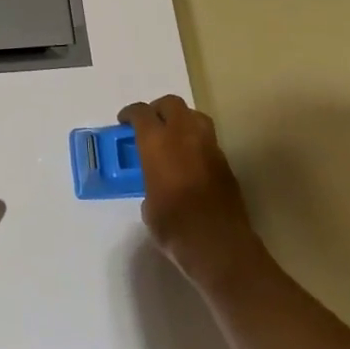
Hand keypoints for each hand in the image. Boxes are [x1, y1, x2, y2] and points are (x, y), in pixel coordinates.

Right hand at [121, 95, 263, 290]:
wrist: (218, 244)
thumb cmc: (174, 226)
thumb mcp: (148, 206)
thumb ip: (150, 183)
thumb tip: (157, 185)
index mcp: (156, 141)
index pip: (141, 112)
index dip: (130, 114)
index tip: (124, 122)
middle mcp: (183, 135)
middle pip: (171, 104)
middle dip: (158, 109)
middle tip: (150, 125)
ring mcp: (208, 146)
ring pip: (194, 116)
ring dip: (182, 120)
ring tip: (173, 137)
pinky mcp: (225, 162)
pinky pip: (208, 139)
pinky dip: (197, 142)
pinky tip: (191, 161)